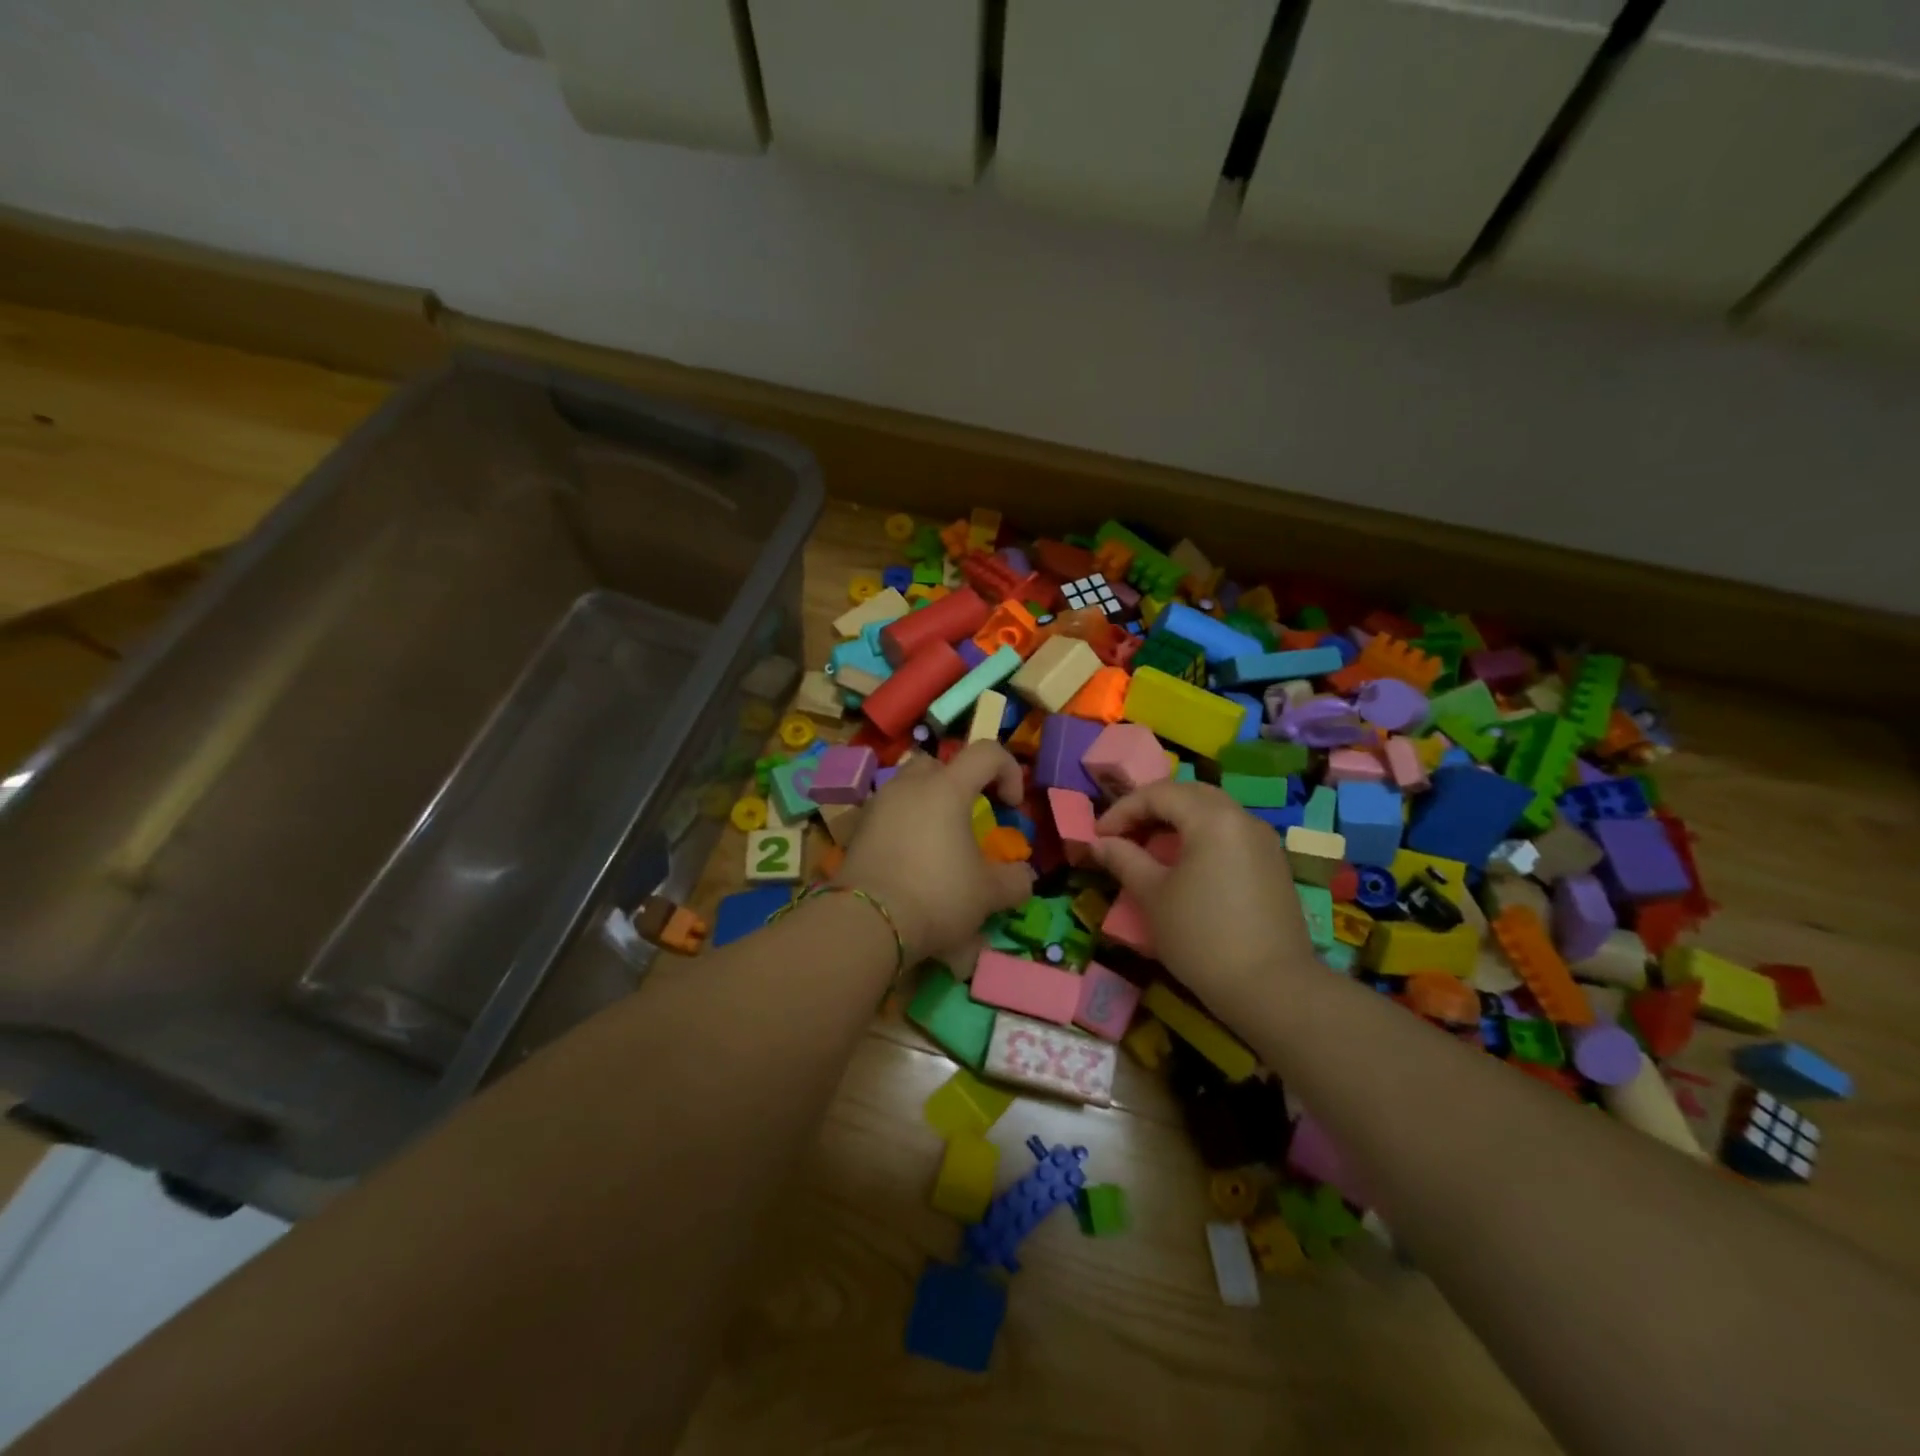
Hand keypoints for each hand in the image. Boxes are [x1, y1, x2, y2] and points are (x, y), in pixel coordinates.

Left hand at [836, 742, 1035, 963]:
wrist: (867, 923)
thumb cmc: (936, 896)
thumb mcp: (988, 894)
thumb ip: (1014, 881)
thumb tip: (1022, 877)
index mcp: (946, 788)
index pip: (986, 752)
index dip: (1008, 770)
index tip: (1011, 807)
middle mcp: (910, 786)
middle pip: (940, 764)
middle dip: (961, 783)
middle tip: (970, 817)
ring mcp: (879, 805)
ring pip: (909, 786)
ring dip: (929, 803)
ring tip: (940, 841)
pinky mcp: (858, 829)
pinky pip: (889, 813)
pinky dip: (905, 826)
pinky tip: (912, 860)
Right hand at [1091, 781, 1317, 1028]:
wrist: (1272, 989)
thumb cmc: (1202, 937)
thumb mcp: (1152, 896)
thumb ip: (1124, 859)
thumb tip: (1101, 842)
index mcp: (1212, 817)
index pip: (1159, 794)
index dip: (1122, 810)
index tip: (1098, 836)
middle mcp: (1242, 818)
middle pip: (1189, 795)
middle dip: (1151, 809)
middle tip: (1123, 835)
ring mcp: (1263, 841)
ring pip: (1212, 813)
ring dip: (1176, 823)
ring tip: (1149, 850)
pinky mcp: (1273, 866)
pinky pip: (1229, 835)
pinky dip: (1200, 838)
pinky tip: (1184, 868)